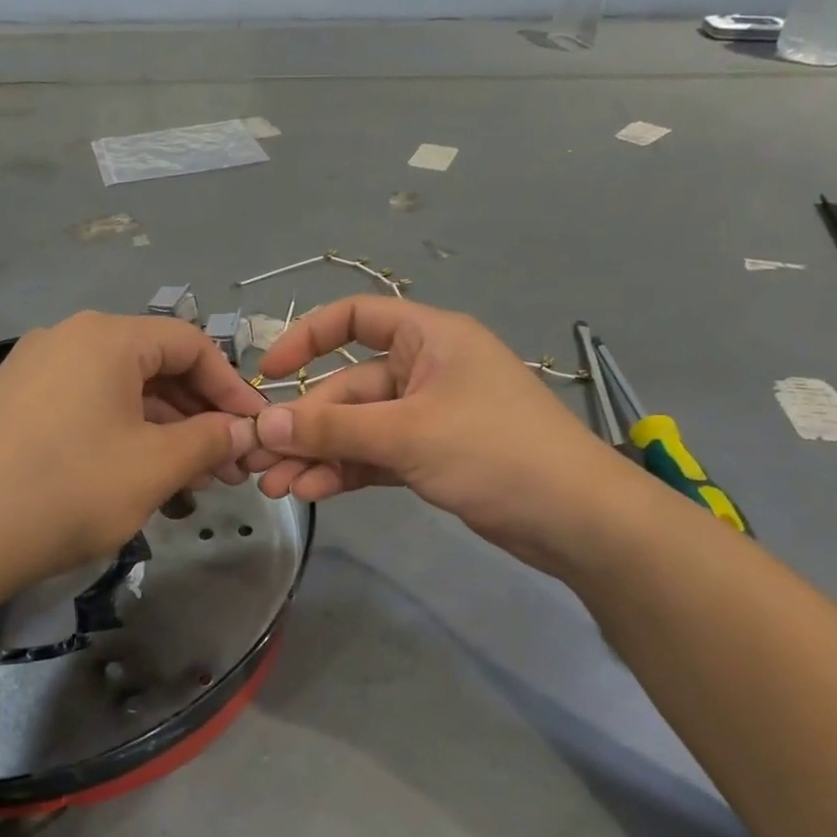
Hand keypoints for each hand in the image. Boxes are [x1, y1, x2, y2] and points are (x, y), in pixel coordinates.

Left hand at [0, 312, 265, 593]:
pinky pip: (87, 410)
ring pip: (121, 394)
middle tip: (228, 467)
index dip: (231, 387)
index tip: (254, 430)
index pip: (191, 344)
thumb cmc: (69, 490)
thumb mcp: (155, 466)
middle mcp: (69, 339)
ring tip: (191, 484)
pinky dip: (123, 439)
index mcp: (106, 337)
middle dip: (199, 418)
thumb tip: (242, 430)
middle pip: (155, 368)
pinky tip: (139, 483)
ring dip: (164, 434)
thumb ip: (209, 440)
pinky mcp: (14, 406)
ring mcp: (35, 371)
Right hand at [249, 297, 635, 562]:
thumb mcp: (408, 434)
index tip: (270, 373)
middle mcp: (425, 369)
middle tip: (260, 457)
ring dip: (319, 453)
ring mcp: (429, 416)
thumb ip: (334, 428)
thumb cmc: (496, 452)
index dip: (307, 338)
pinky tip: (313, 492)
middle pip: (349, 387)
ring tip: (276, 486)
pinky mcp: (432, 456)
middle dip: (306, 424)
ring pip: (359, 427)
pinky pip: (376, 455)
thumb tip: (265, 422)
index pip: (356, 317)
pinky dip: (346, 470)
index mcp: (428, 338)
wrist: (576, 519)